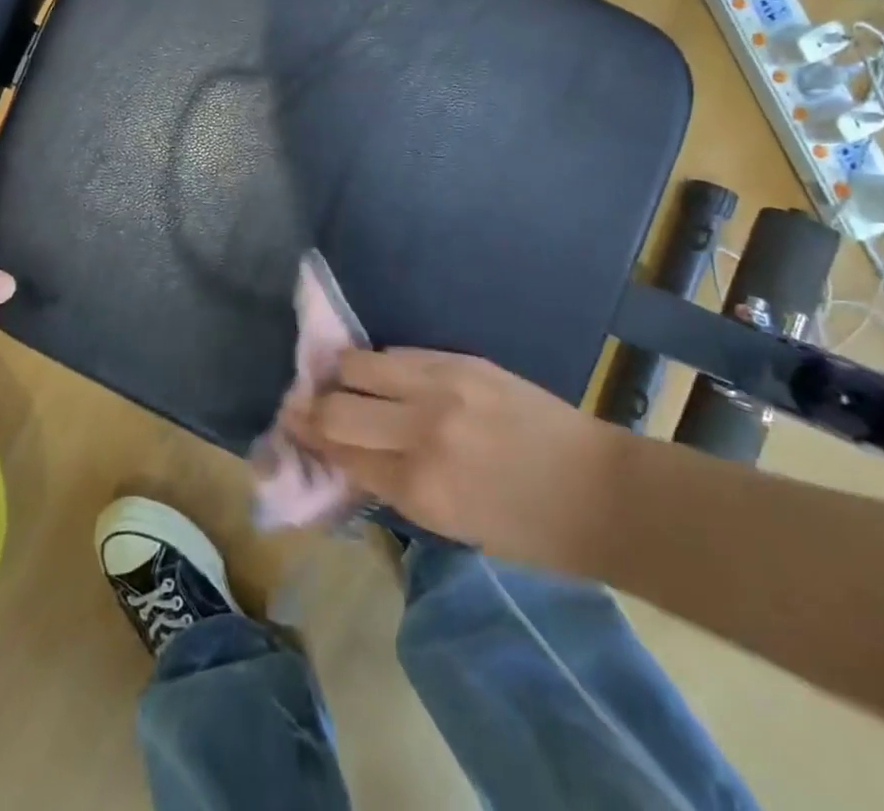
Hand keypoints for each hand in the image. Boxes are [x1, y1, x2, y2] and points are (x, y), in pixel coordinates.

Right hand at [289, 349, 626, 571]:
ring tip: (333, 378)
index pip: (340, 453)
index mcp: (419, 488)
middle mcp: (421, 430)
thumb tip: (345, 454)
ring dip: (339, 374)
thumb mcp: (448, 524)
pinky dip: (379, 364)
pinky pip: (399, 353)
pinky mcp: (461, 359)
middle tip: (299, 404)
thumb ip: (393, 484)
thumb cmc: (526, 529)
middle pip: (337, 405)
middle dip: (310, 405)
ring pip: (360, 364)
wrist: (596, 489)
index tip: (287, 426)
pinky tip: (376, 370)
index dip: (307, 439)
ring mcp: (442, 386)